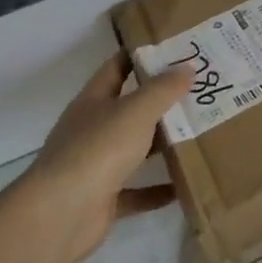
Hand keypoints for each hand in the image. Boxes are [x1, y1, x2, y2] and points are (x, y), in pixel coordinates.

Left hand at [11, 56, 191, 262]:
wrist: (61, 214)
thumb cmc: (98, 149)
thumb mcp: (136, 111)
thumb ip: (163, 90)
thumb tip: (187, 67)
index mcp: (93, 101)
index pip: (117, 67)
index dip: (141, 55)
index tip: (174, 48)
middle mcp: (92, 129)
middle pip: (129, 109)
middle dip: (161, 101)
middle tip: (200, 90)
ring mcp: (96, 165)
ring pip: (134, 150)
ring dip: (162, 145)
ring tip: (199, 134)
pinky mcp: (103, 199)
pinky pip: (136, 192)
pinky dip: (158, 190)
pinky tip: (185, 185)